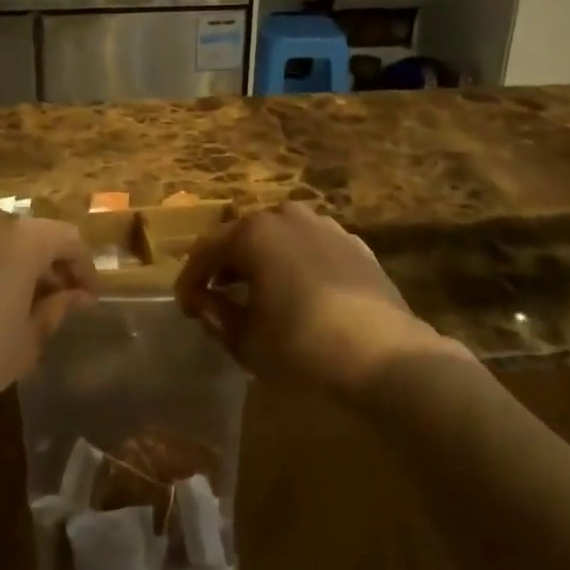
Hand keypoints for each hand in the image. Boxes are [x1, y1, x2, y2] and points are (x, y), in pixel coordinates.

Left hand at [0, 210, 97, 419]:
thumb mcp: (26, 342)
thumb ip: (56, 310)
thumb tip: (78, 297)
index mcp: (22, 239)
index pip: (67, 239)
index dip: (82, 266)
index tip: (86, 297)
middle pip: (26, 232)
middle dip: (41, 261)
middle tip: (47, 295)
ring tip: (0, 291)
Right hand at [175, 201, 461, 397]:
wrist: (384, 352)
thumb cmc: (303, 345)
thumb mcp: (247, 341)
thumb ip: (217, 316)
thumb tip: (206, 303)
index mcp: (253, 232)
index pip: (206, 250)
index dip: (190, 279)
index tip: (185, 307)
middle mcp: (286, 216)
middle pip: (242, 235)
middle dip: (225, 264)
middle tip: (215, 295)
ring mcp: (324, 225)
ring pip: (278, 236)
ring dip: (260, 260)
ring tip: (256, 291)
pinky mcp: (353, 242)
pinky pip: (309, 247)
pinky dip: (294, 263)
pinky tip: (298, 290)